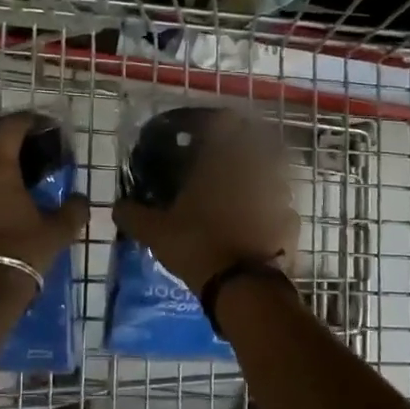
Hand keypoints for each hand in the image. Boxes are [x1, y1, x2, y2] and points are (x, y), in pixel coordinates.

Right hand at [112, 109, 299, 292]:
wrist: (243, 287)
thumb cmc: (197, 245)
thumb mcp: (155, 232)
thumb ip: (133, 215)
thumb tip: (117, 206)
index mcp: (221, 161)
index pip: (224, 121)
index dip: (214, 123)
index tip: (202, 135)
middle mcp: (254, 168)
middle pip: (254, 142)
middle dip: (239, 150)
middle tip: (221, 166)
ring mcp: (279, 194)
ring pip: (272, 173)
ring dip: (258, 179)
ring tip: (240, 197)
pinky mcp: (292, 220)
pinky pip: (282, 206)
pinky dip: (271, 211)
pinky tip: (257, 226)